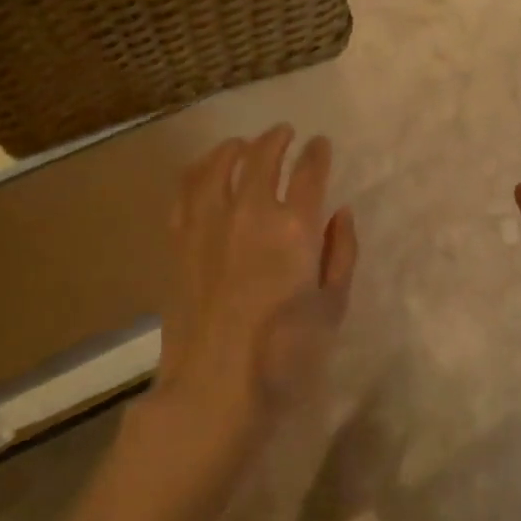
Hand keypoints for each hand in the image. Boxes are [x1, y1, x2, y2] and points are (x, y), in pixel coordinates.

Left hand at [155, 124, 357, 452]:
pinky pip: (186, 191)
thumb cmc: (285, 354)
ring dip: (235, 148)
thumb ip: (341, 253)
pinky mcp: (179, 240)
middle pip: (262, 157)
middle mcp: (250, 212)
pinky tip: (204, 171)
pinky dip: (198, 171)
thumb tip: (340, 213)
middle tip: (284, 133)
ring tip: (243, 144)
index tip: (320, 144)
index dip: (317, 153)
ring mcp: (208, 223)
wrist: (214, 387)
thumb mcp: (332, 307)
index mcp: (294, 228)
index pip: (309, 172)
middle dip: (277, 139)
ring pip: (219, 166)